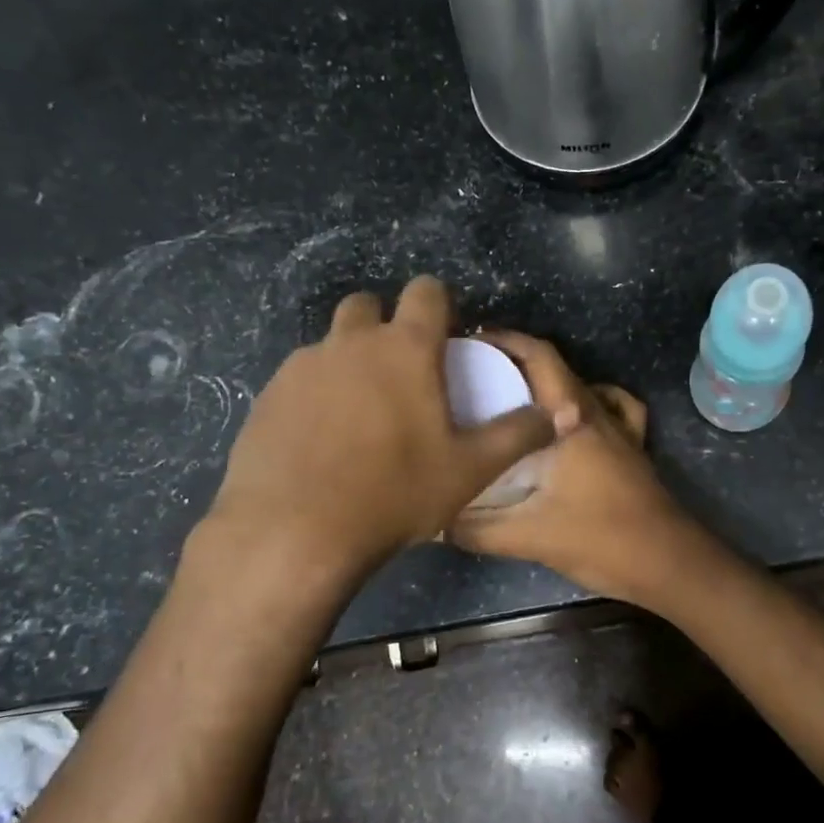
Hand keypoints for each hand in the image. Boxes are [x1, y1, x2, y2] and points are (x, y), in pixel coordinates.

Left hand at [197, 277, 554, 580]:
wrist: (293, 531)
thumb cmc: (394, 493)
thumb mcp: (470, 470)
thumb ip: (517, 435)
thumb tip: (555, 415)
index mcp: (404, 348)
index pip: (426, 291)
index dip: (440, 304)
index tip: (446, 336)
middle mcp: (350, 342)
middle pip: (367, 306)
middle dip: (385, 325)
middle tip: (401, 374)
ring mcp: (302, 366)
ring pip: (330, 344)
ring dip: (349, 362)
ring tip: (361, 417)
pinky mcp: (268, 395)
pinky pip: (300, 380)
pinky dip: (316, 395)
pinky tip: (322, 442)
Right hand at [449, 332, 708, 604]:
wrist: (668, 563)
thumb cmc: (601, 539)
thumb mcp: (529, 537)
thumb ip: (477, 529)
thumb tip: (437, 521)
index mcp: (572, 420)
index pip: (540, 359)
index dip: (506, 341)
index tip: (470, 343)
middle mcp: (598, 414)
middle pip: (558, 368)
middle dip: (517, 361)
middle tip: (477, 374)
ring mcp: (622, 431)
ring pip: (583, 388)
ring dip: (550, 384)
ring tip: (516, 398)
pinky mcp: (633, 450)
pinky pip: (614, 410)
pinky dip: (591, 403)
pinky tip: (572, 422)